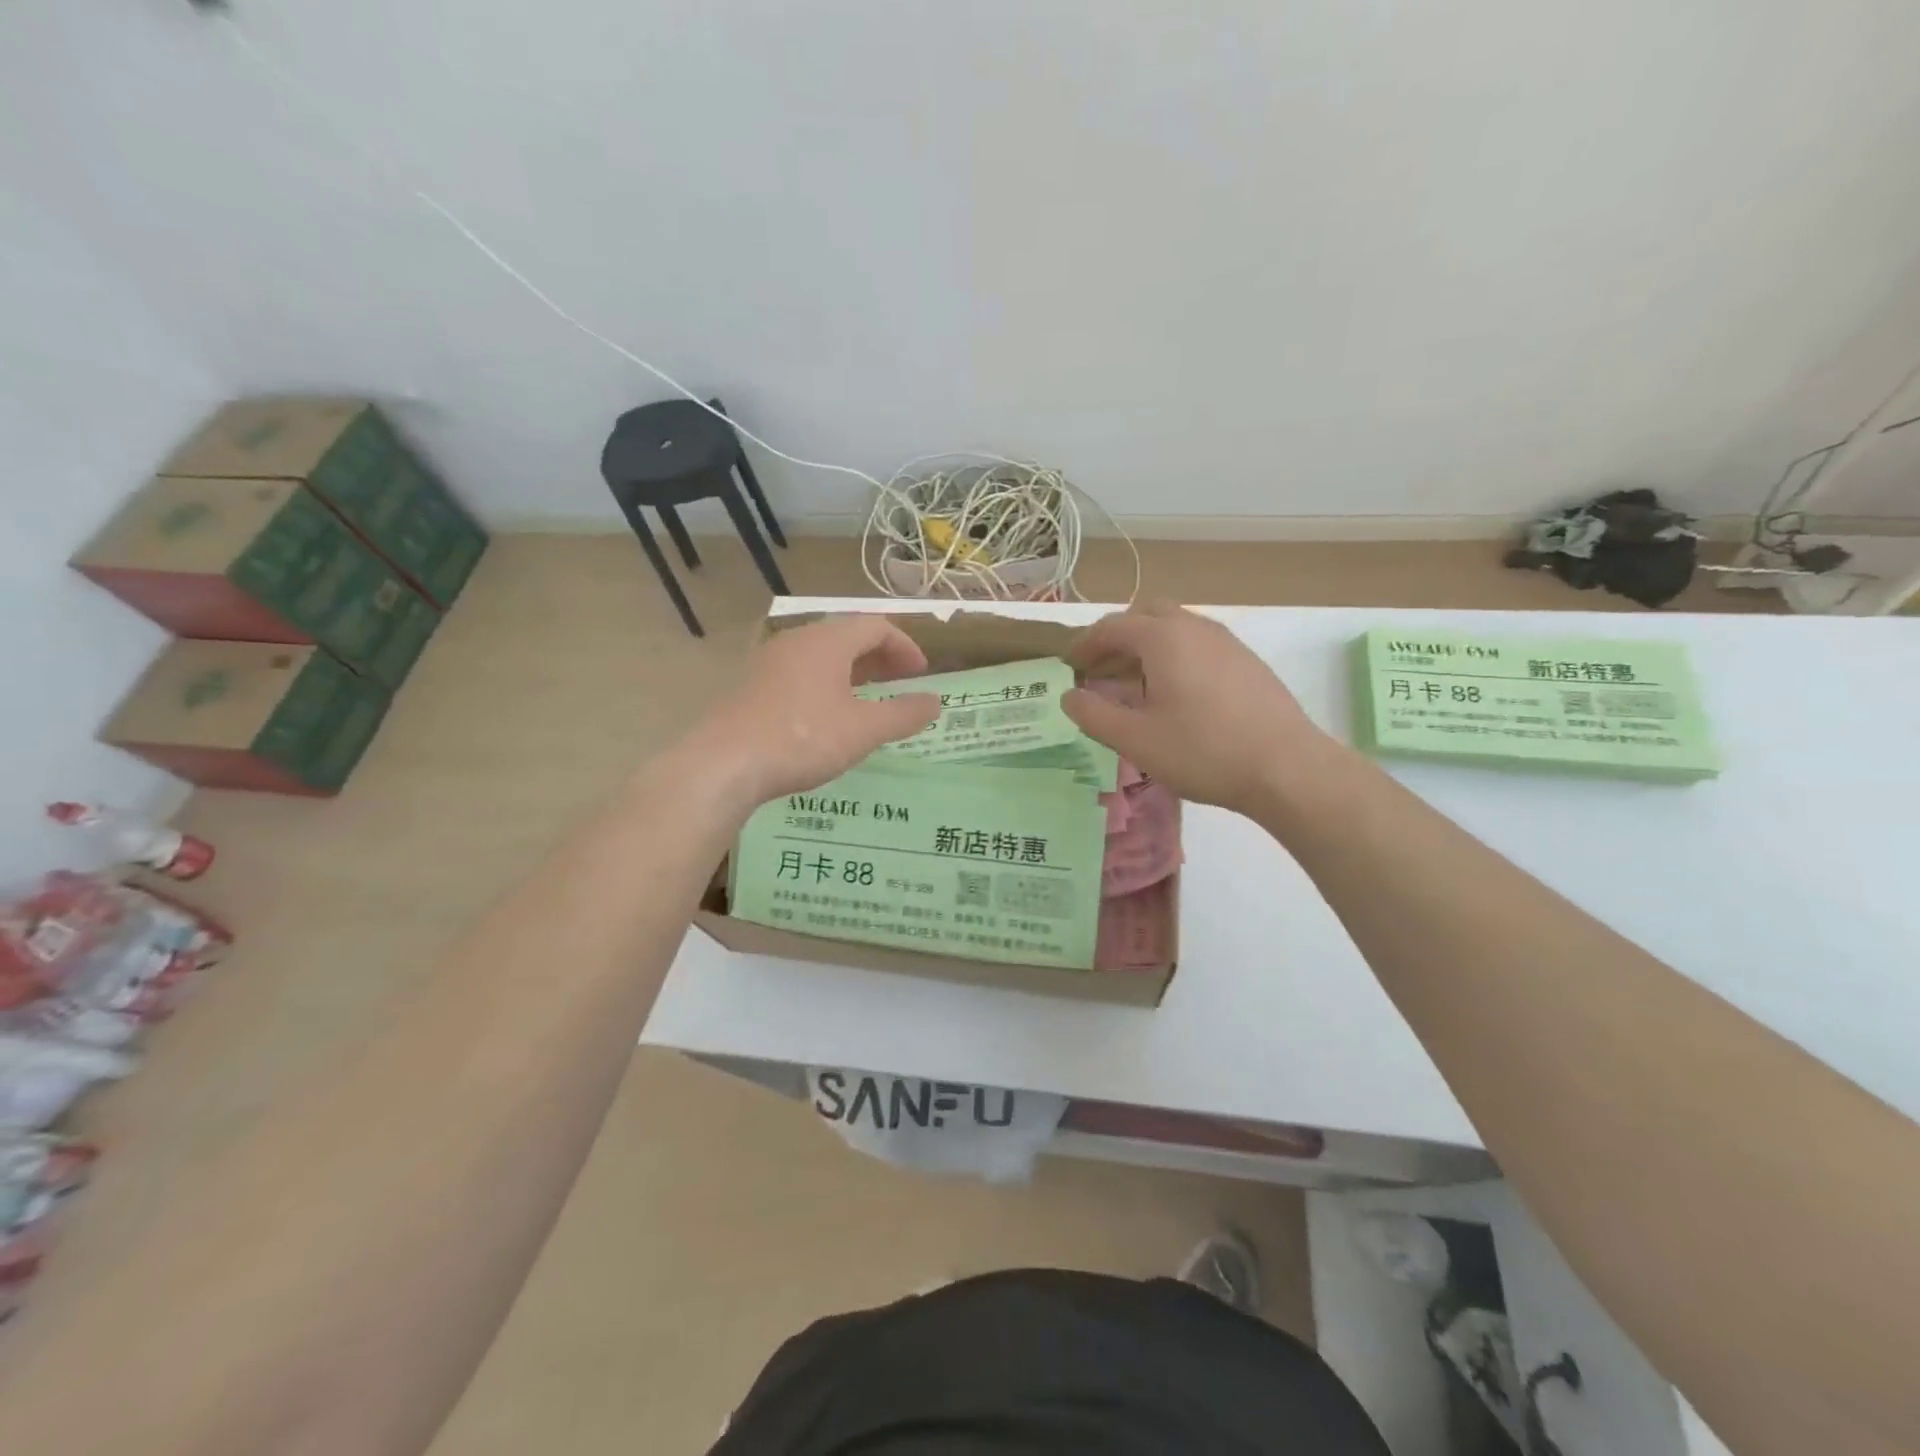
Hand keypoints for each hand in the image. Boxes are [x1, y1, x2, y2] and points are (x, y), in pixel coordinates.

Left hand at [687, 615, 939, 809]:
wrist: (724, 763)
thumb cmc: (803, 738)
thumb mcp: (863, 730)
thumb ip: (903, 714)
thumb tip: (935, 702)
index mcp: (828, 641)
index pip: (876, 626)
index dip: (905, 646)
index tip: (920, 674)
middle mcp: (798, 641)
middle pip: (847, 637)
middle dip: (879, 658)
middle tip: (900, 683)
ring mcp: (770, 662)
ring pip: (821, 656)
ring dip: (852, 672)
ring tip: (868, 700)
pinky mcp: (752, 686)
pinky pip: (799, 673)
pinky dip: (825, 685)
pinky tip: (827, 717)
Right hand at [1063, 603, 1336, 815]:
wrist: (1286, 768)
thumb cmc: (1202, 751)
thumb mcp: (1135, 739)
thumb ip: (1094, 715)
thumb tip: (1070, 696)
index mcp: (1163, 637)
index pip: (1112, 626)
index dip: (1085, 643)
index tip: (1070, 665)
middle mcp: (1195, 627)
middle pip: (1146, 615)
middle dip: (1117, 637)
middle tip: (1100, 668)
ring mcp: (1226, 642)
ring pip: (1176, 628)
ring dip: (1147, 646)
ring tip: (1133, 684)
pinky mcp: (1247, 662)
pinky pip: (1198, 645)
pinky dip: (1174, 656)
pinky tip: (1174, 694)